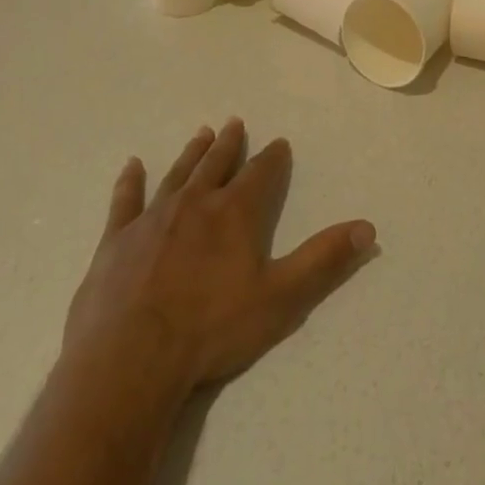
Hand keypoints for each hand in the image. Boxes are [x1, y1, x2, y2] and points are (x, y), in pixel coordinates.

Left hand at [63, 120, 375, 395]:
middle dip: (230, 144)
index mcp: (235, 213)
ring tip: (202, 133)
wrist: (129, 361)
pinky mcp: (116, 240)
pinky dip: (130, 181)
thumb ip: (324, 260)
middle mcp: (196, 203)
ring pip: (178, 174)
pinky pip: (125, 200)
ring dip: (192, 153)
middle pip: (217, 164)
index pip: (261, 173)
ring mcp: (152, 218)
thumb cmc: (211, 331)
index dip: (273, 158)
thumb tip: (368, 227)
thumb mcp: (281, 298)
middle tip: (234, 123)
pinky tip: (132, 165)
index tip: (280, 143)